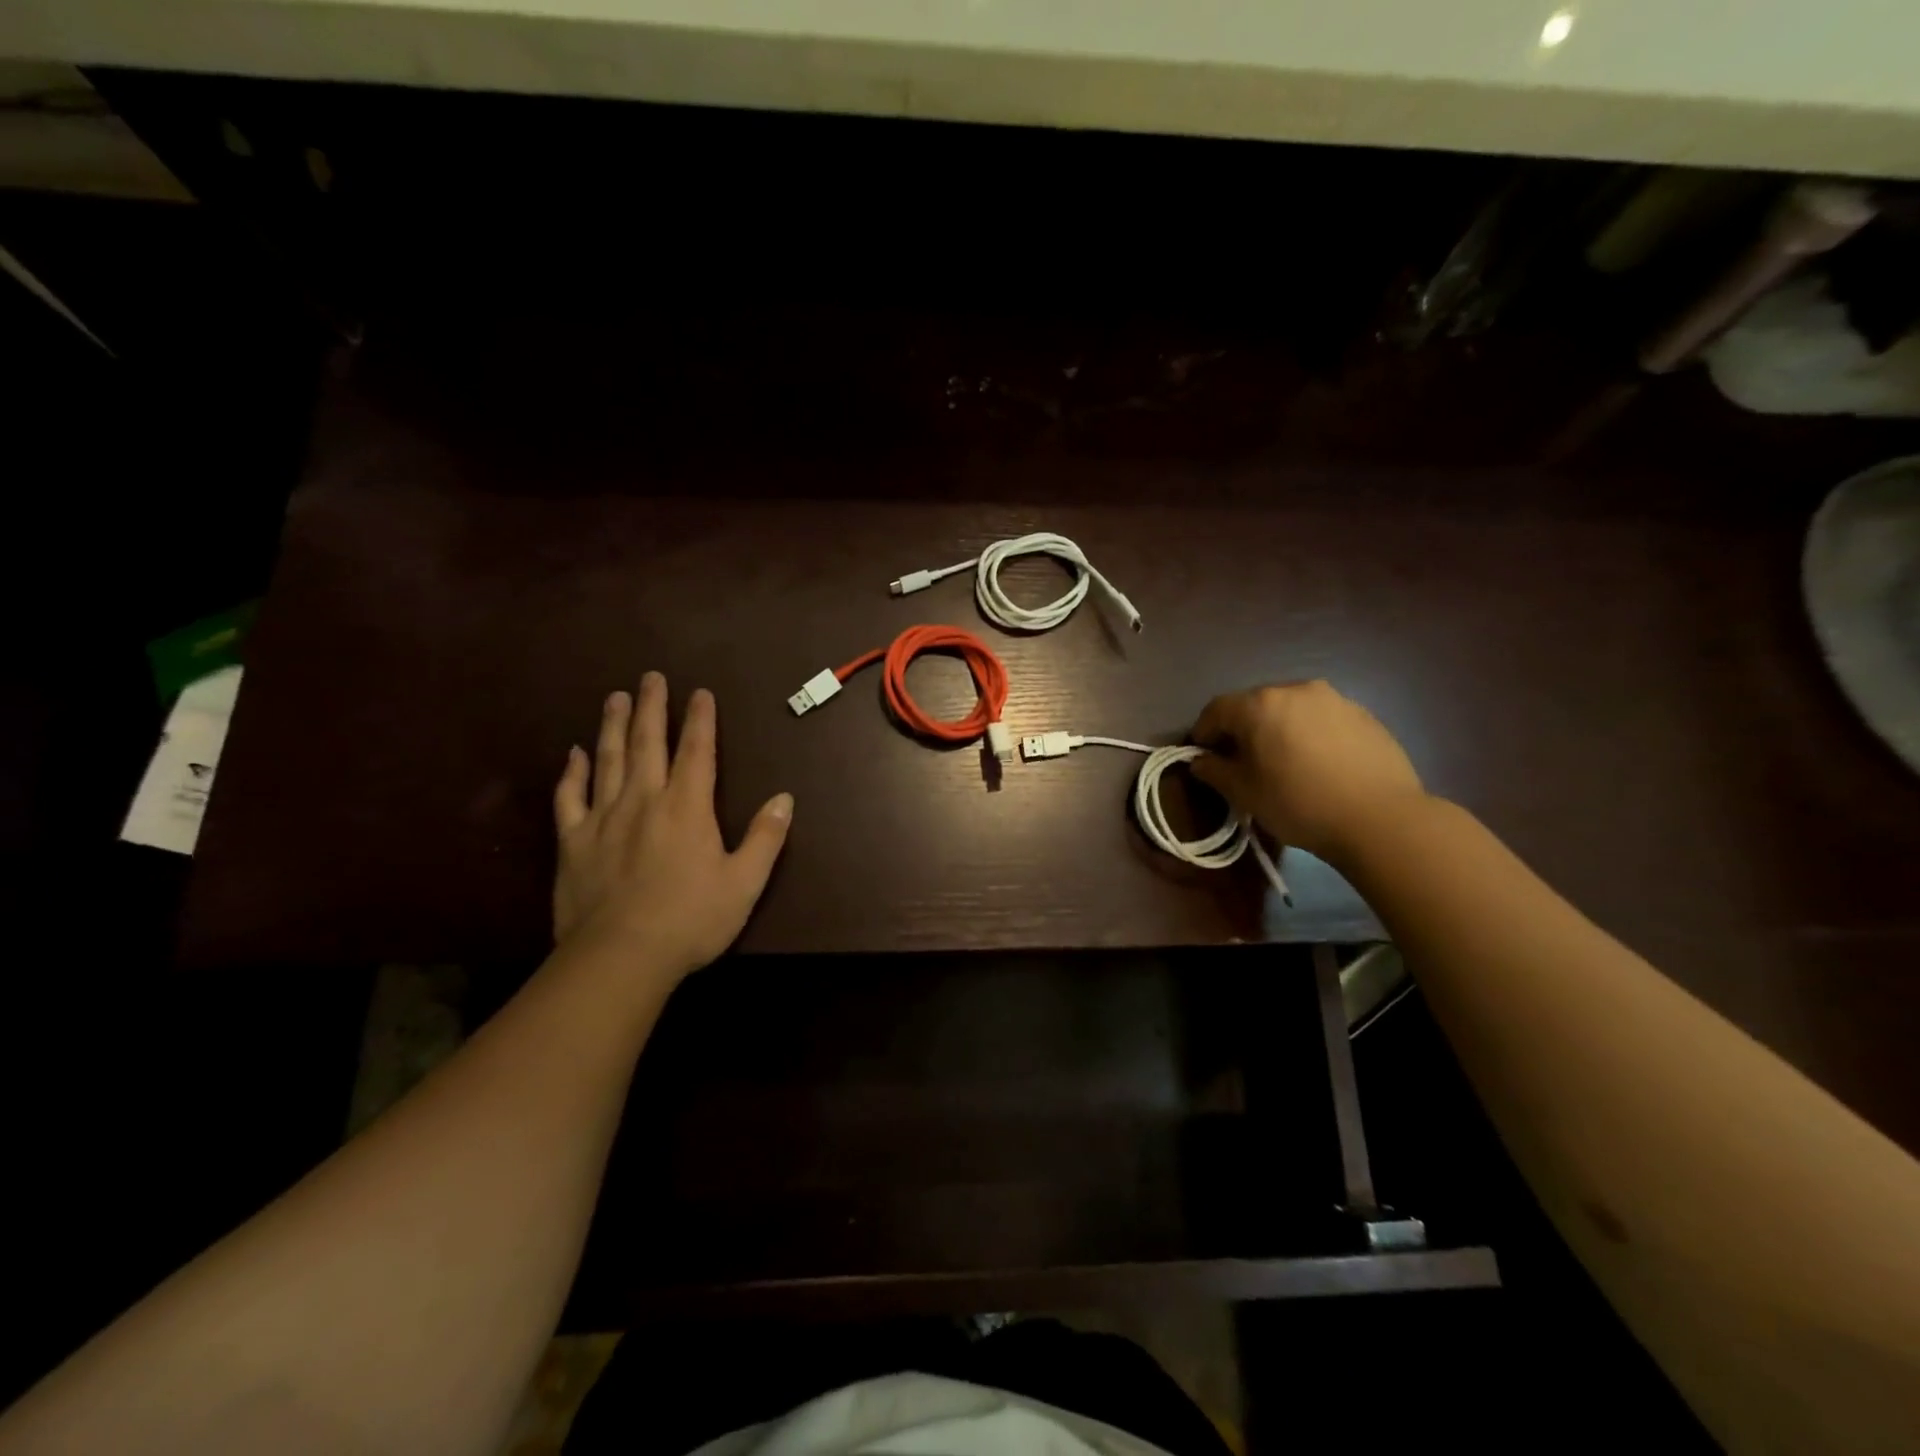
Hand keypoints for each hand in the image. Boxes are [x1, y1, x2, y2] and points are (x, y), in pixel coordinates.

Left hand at [552, 672, 792, 981]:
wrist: (620, 957)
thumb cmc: (691, 919)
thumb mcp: (744, 883)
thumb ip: (765, 837)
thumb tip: (784, 798)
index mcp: (687, 808)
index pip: (697, 751)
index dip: (700, 720)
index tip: (699, 693)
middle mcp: (644, 800)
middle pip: (647, 743)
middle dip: (651, 707)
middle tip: (650, 677)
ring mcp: (603, 818)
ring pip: (607, 760)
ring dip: (612, 726)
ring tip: (615, 697)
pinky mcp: (573, 842)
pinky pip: (570, 797)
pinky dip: (572, 772)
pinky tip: (574, 754)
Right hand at [1191, 680, 1426, 862]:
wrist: (1381, 818)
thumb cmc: (1299, 803)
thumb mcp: (1244, 793)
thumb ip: (1214, 771)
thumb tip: (1200, 761)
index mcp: (1259, 704)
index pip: (1216, 709)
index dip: (1203, 732)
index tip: (1201, 756)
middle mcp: (1295, 690)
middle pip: (1254, 703)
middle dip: (1242, 728)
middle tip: (1241, 760)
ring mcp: (1334, 698)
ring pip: (1291, 708)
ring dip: (1277, 728)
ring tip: (1282, 760)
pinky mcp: (1363, 714)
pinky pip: (1321, 718)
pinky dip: (1309, 733)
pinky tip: (1317, 763)